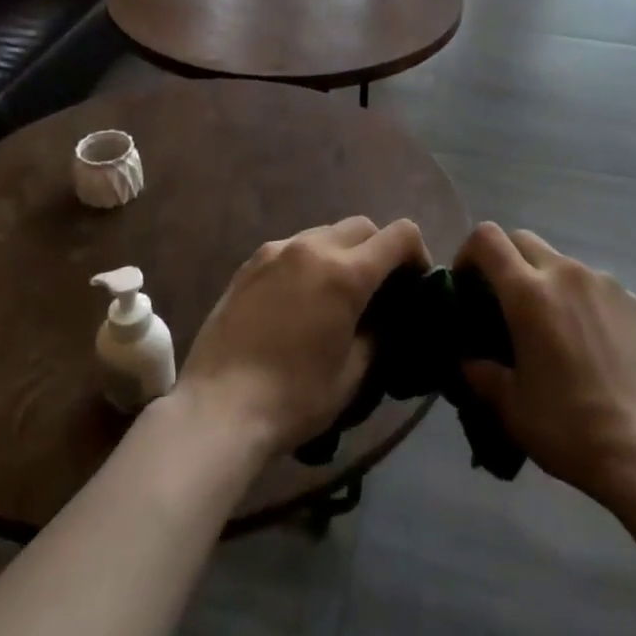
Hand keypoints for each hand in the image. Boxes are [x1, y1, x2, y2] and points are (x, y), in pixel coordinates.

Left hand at [176, 217, 428, 458]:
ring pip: (325, 233)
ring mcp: (276, 251)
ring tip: (335, 293)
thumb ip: (378, 334)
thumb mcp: (353, 374)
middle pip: (362, 226)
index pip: (400, 235)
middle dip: (379, 249)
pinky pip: (293, 247)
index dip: (417, 253)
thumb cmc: (294, 398)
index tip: (415, 282)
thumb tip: (385, 316)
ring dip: (343, 252)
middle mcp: (313, 248)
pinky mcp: (250, 263)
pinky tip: (299, 299)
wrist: (218, 409)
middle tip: (378, 289)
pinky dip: (309, 261)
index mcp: (346, 273)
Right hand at [458, 223, 635, 506]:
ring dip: (544, 281)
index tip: (465, 283)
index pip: (487, 238)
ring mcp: (604, 284)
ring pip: (560, 263)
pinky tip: (588, 344)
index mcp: (528, 293)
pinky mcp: (633, 301)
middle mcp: (565, 274)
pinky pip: (594, 286)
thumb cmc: (568, 427)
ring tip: (549, 329)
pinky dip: (579, 300)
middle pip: (523, 240)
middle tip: (501, 303)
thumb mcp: (511, 406)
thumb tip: (467, 360)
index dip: (468, 252)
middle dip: (505, 261)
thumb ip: (481, 373)